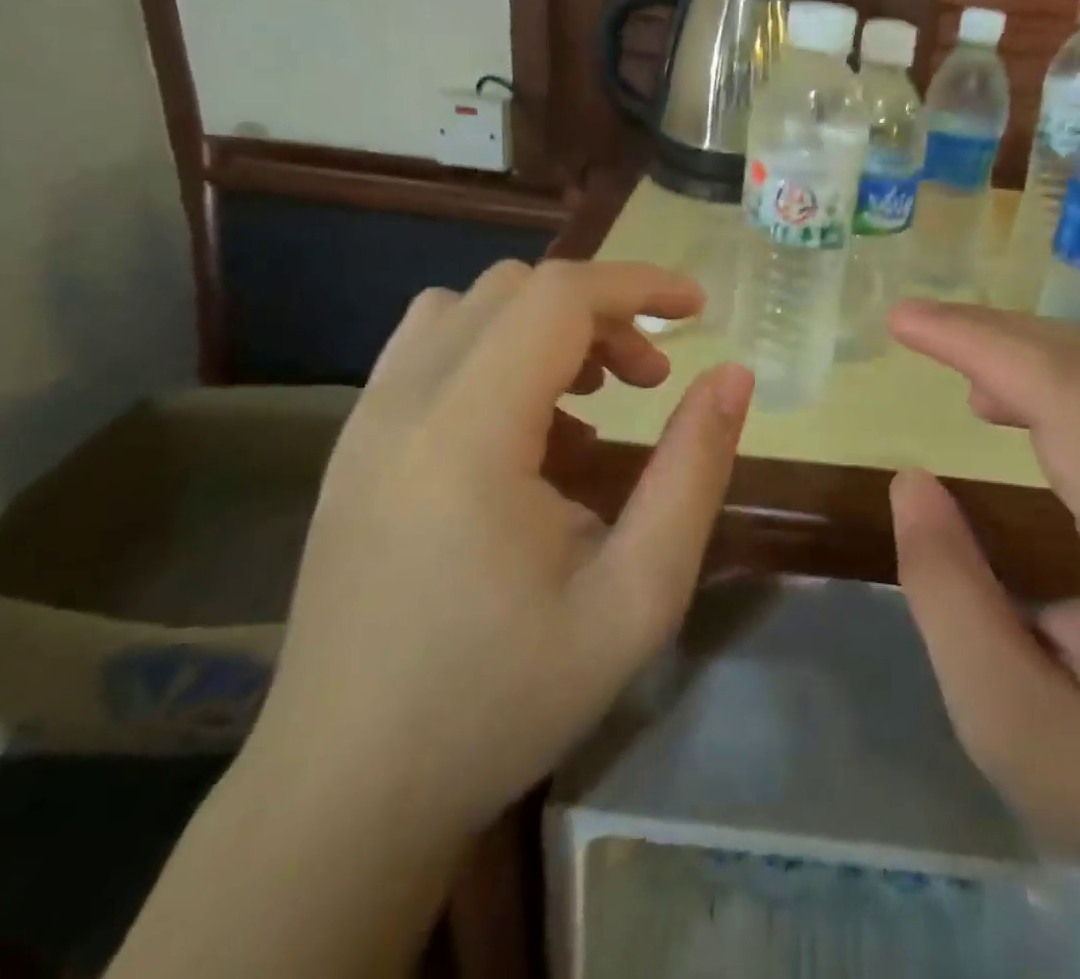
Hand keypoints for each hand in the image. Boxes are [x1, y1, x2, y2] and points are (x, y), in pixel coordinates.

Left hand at [245, 260, 753, 850]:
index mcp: (467, 433)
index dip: (638, 285)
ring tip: (591, 399)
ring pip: (465, 309)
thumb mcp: (636, 597)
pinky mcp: (351, 449)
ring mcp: (364, 423)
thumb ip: (693, 472)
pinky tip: (528, 434)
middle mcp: (402, 405)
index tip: (700, 310)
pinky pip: (429, 352)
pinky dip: (496, 353)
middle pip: (514, 290)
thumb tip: (733, 377)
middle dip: (600, 311)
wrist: (345, 795)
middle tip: (651, 379)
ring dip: (543, 327)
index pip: (558, 297)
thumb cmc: (502, 700)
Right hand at [886, 301, 1079, 903]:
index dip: (982, 344)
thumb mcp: (1005, 719)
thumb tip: (909, 480)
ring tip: (943, 354)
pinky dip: (1043, 376)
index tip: (903, 322)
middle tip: (911, 324)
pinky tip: (997, 403)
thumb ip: (947, 594)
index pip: (1072, 400)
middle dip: (993, 329)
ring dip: (1017, 345)